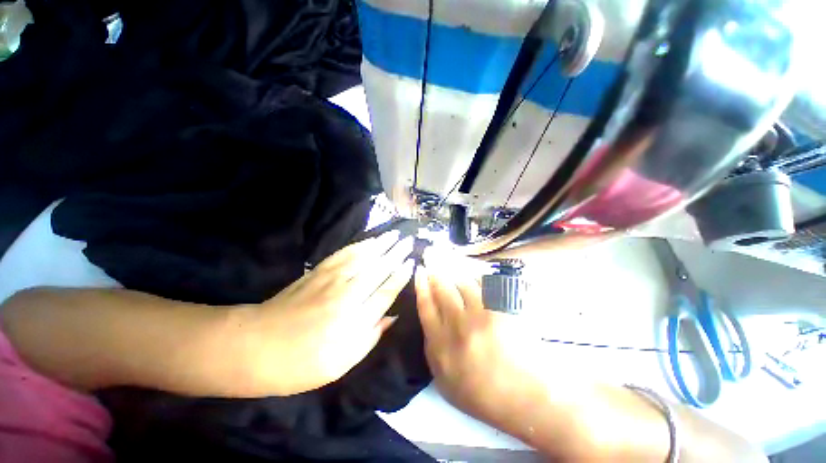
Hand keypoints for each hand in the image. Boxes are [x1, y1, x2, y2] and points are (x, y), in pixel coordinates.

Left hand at [247, 230, 414, 394]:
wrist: (254, 346)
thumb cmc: (300, 364)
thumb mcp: (341, 364)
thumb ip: (370, 337)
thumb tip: (392, 316)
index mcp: (354, 319)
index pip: (386, 291)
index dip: (400, 276)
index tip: (412, 263)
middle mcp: (347, 294)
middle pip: (377, 269)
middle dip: (396, 253)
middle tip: (409, 240)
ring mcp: (331, 279)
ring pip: (363, 257)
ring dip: (380, 244)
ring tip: (394, 234)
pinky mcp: (317, 272)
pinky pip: (343, 254)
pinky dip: (358, 245)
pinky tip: (368, 241)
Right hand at [414, 249, 536, 423]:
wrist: (524, 399)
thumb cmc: (482, 394)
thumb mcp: (444, 381)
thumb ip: (431, 349)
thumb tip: (427, 319)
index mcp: (441, 346)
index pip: (425, 306)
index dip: (421, 285)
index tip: (420, 271)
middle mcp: (457, 326)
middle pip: (442, 289)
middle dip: (436, 271)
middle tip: (433, 258)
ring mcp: (481, 317)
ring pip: (462, 282)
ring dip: (457, 272)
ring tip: (454, 265)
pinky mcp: (501, 311)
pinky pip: (486, 284)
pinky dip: (479, 277)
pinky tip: (476, 275)